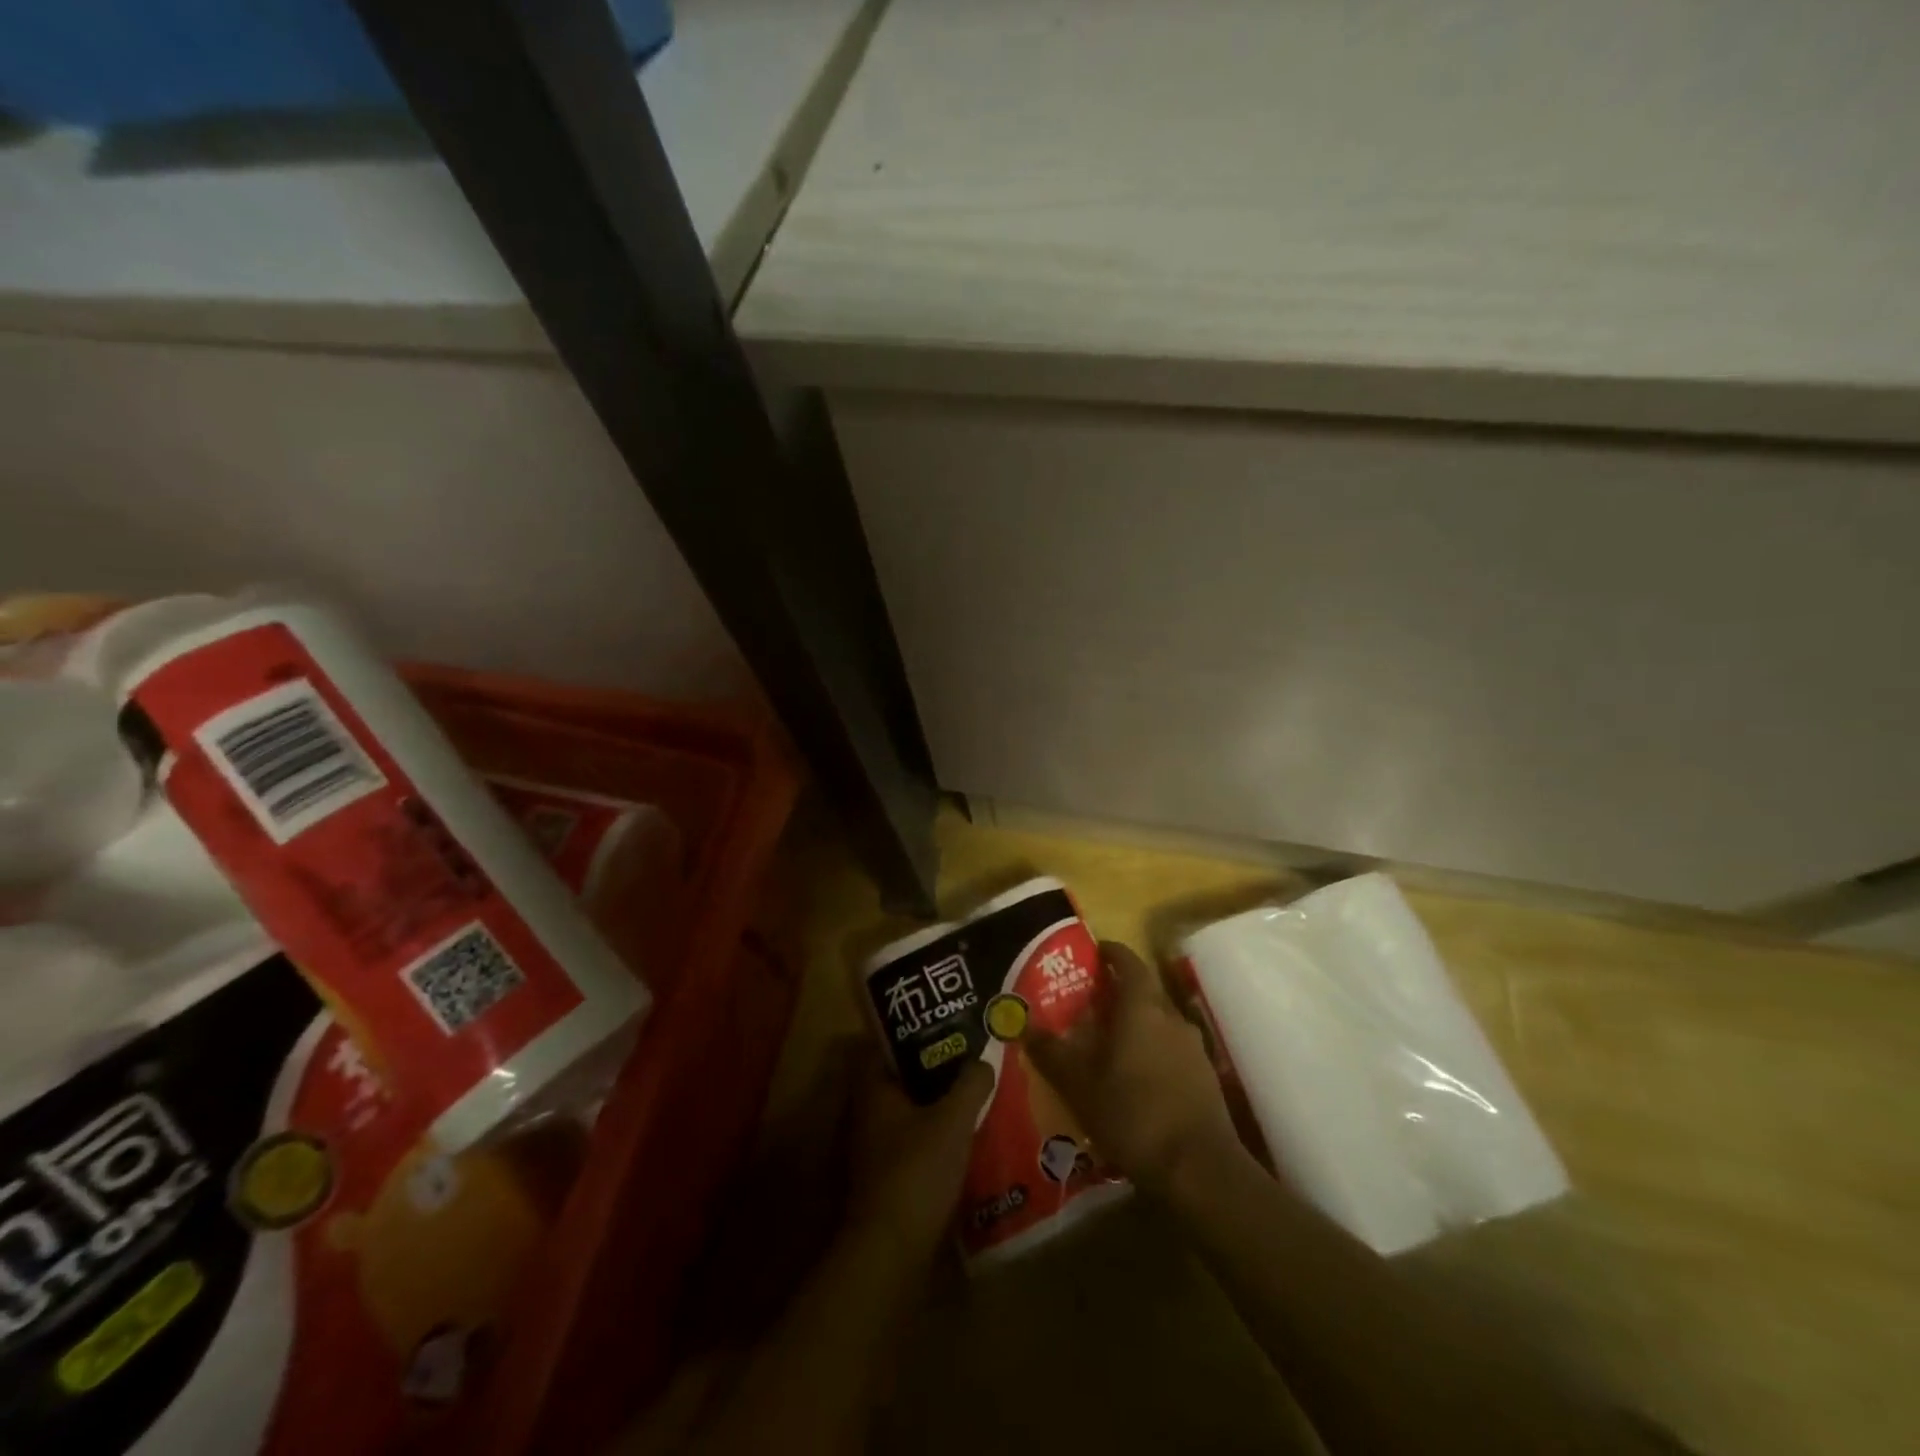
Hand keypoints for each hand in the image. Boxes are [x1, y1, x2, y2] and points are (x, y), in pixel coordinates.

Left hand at [844, 1050, 992, 1255]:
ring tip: (974, 1094)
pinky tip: (966, 1137)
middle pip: (901, 1080)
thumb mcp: (953, 1120)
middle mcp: (868, 1115)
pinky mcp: (889, 1179)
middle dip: (932, 1070)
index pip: (885, 1048)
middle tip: (967, 1058)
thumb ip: (970, 1085)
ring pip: (910, 1113)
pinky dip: (937, 1136)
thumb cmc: (917, 1170)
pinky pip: (916, 1143)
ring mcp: (876, 1149)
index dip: (912, 1034)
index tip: (943, 1026)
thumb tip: (984, 1060)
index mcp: (874, 1091)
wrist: (893, 1251)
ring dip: (937, 1105)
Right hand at [1026, 941, 1240, 1194]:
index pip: (1128, 962)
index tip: (1094, 952)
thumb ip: (1052, 1053)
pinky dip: (1152, 1054)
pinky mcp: (1205, 1078)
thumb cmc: (1132, 1114)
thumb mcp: (1079, 1085)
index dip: (1111, 952)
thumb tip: (1025, 1026)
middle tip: (1089, 1004)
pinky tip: (1136, 1081)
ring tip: (1109, 1046)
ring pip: (1159, 1023)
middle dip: (1118, 993)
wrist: (1199, 1169)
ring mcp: (1193, 1048)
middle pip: (1144, 992)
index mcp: (1141, 1008)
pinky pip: (1172, 1051)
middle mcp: (1170, 1017)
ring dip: (1136, 1026)